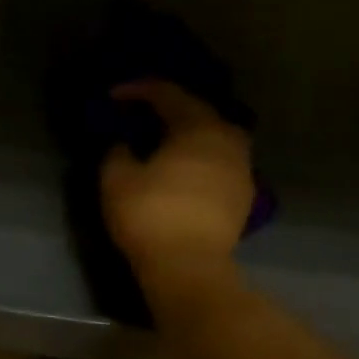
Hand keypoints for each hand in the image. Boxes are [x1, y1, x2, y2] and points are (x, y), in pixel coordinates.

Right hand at [100, 80, 254, 276]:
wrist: (190, 268)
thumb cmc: (150, 216)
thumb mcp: (117, 179)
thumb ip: (117, 152)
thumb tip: (124, 145)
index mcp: (197, 128)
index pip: (168, 94)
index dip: (138, 90)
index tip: (114, 96)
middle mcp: (227, 140)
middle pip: (199, 111)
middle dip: (170, 109)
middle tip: (144, 116)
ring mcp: (241, 168)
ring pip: (216, 138)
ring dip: (191, 135)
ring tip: (167, 144)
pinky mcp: (244, 196)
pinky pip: (221, 163)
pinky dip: (202, 160)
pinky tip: (185, 172)